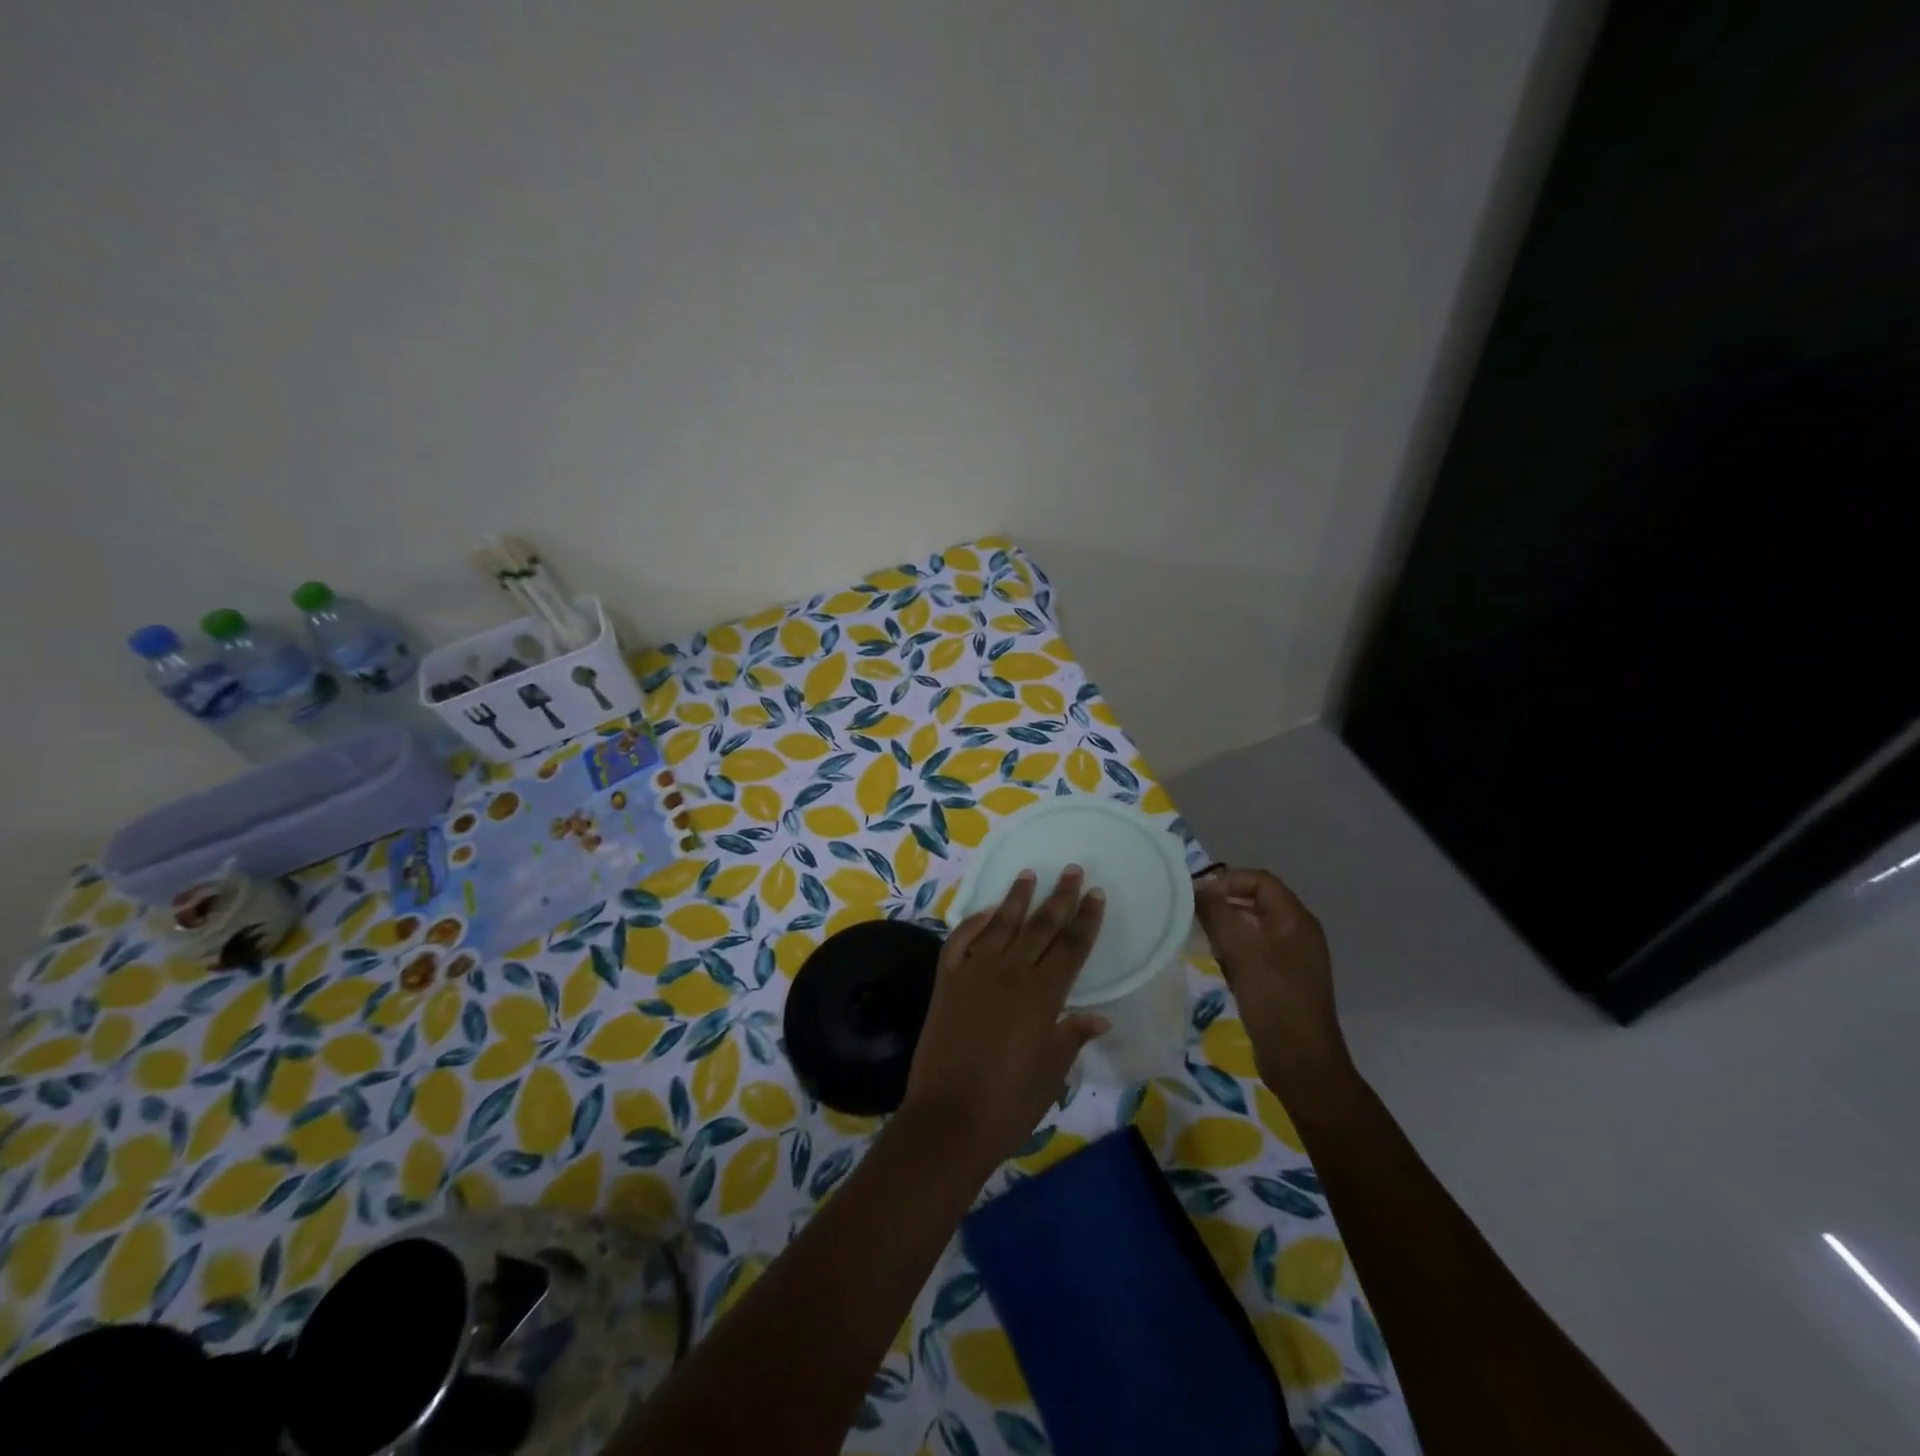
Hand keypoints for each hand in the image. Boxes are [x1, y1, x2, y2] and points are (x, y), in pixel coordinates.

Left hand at [904, 868, 1108, 1168]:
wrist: (949, 1119)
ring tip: (1028, 874)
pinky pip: (961, 941)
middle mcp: (1009, 973)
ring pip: (1000, 925)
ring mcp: (974, 973)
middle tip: (1072, 870)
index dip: (1086, 919)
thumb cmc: (1010, 1102)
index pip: (1071, 946)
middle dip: (1059, 897)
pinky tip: (985, 912)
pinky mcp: (947, 981)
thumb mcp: (1051, 1072)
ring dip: (1016, 898)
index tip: (1095, 893)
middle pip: (1040, 926)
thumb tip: (1098, 1016)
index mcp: (1042, 995)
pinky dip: (973, 923)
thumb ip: (1072, 1036)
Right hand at [1194, 868, 1349, 1091]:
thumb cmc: (1274, 1000)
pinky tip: (1214, 964)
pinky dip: (1231, 951)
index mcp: (1296, 920)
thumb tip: (1197, 888)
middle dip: (1222, 905)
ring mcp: (1289, 958)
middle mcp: (1296, 933)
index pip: (1259, 881)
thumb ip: (1218, 914)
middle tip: (1191, 916)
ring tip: (1199, 939)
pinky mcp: (1280, 980)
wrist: (1301, 1063)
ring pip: (1250, 928)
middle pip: (1254, 902)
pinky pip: (1251, 952)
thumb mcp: (1243, 951)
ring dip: (1224, 929)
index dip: (1226, 881)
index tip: (1196, 897)